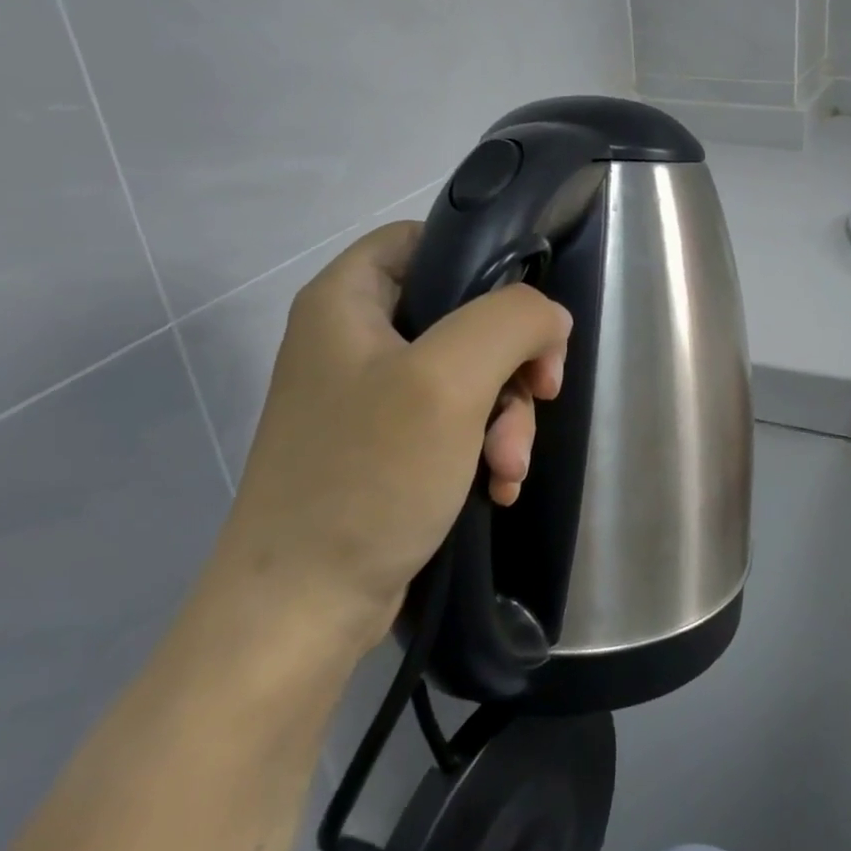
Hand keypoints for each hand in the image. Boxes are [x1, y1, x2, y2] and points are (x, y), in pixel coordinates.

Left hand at [209, 222, 572, 656]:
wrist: (299, 612)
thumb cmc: (366, 477)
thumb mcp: (449, 380)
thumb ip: (512, 320)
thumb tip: (550, 318)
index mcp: (347, 300)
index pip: (424, 238)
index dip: (483, 261)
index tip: (525, 314)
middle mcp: (353, 339)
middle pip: (463, 312)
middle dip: (511, 363)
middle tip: (539, 396)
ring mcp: (369, 396)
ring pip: (470, 373)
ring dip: (506, 416)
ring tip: (509, 467)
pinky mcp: (385, 447)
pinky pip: (456, 422)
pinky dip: (486, 447)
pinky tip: (498, 486)